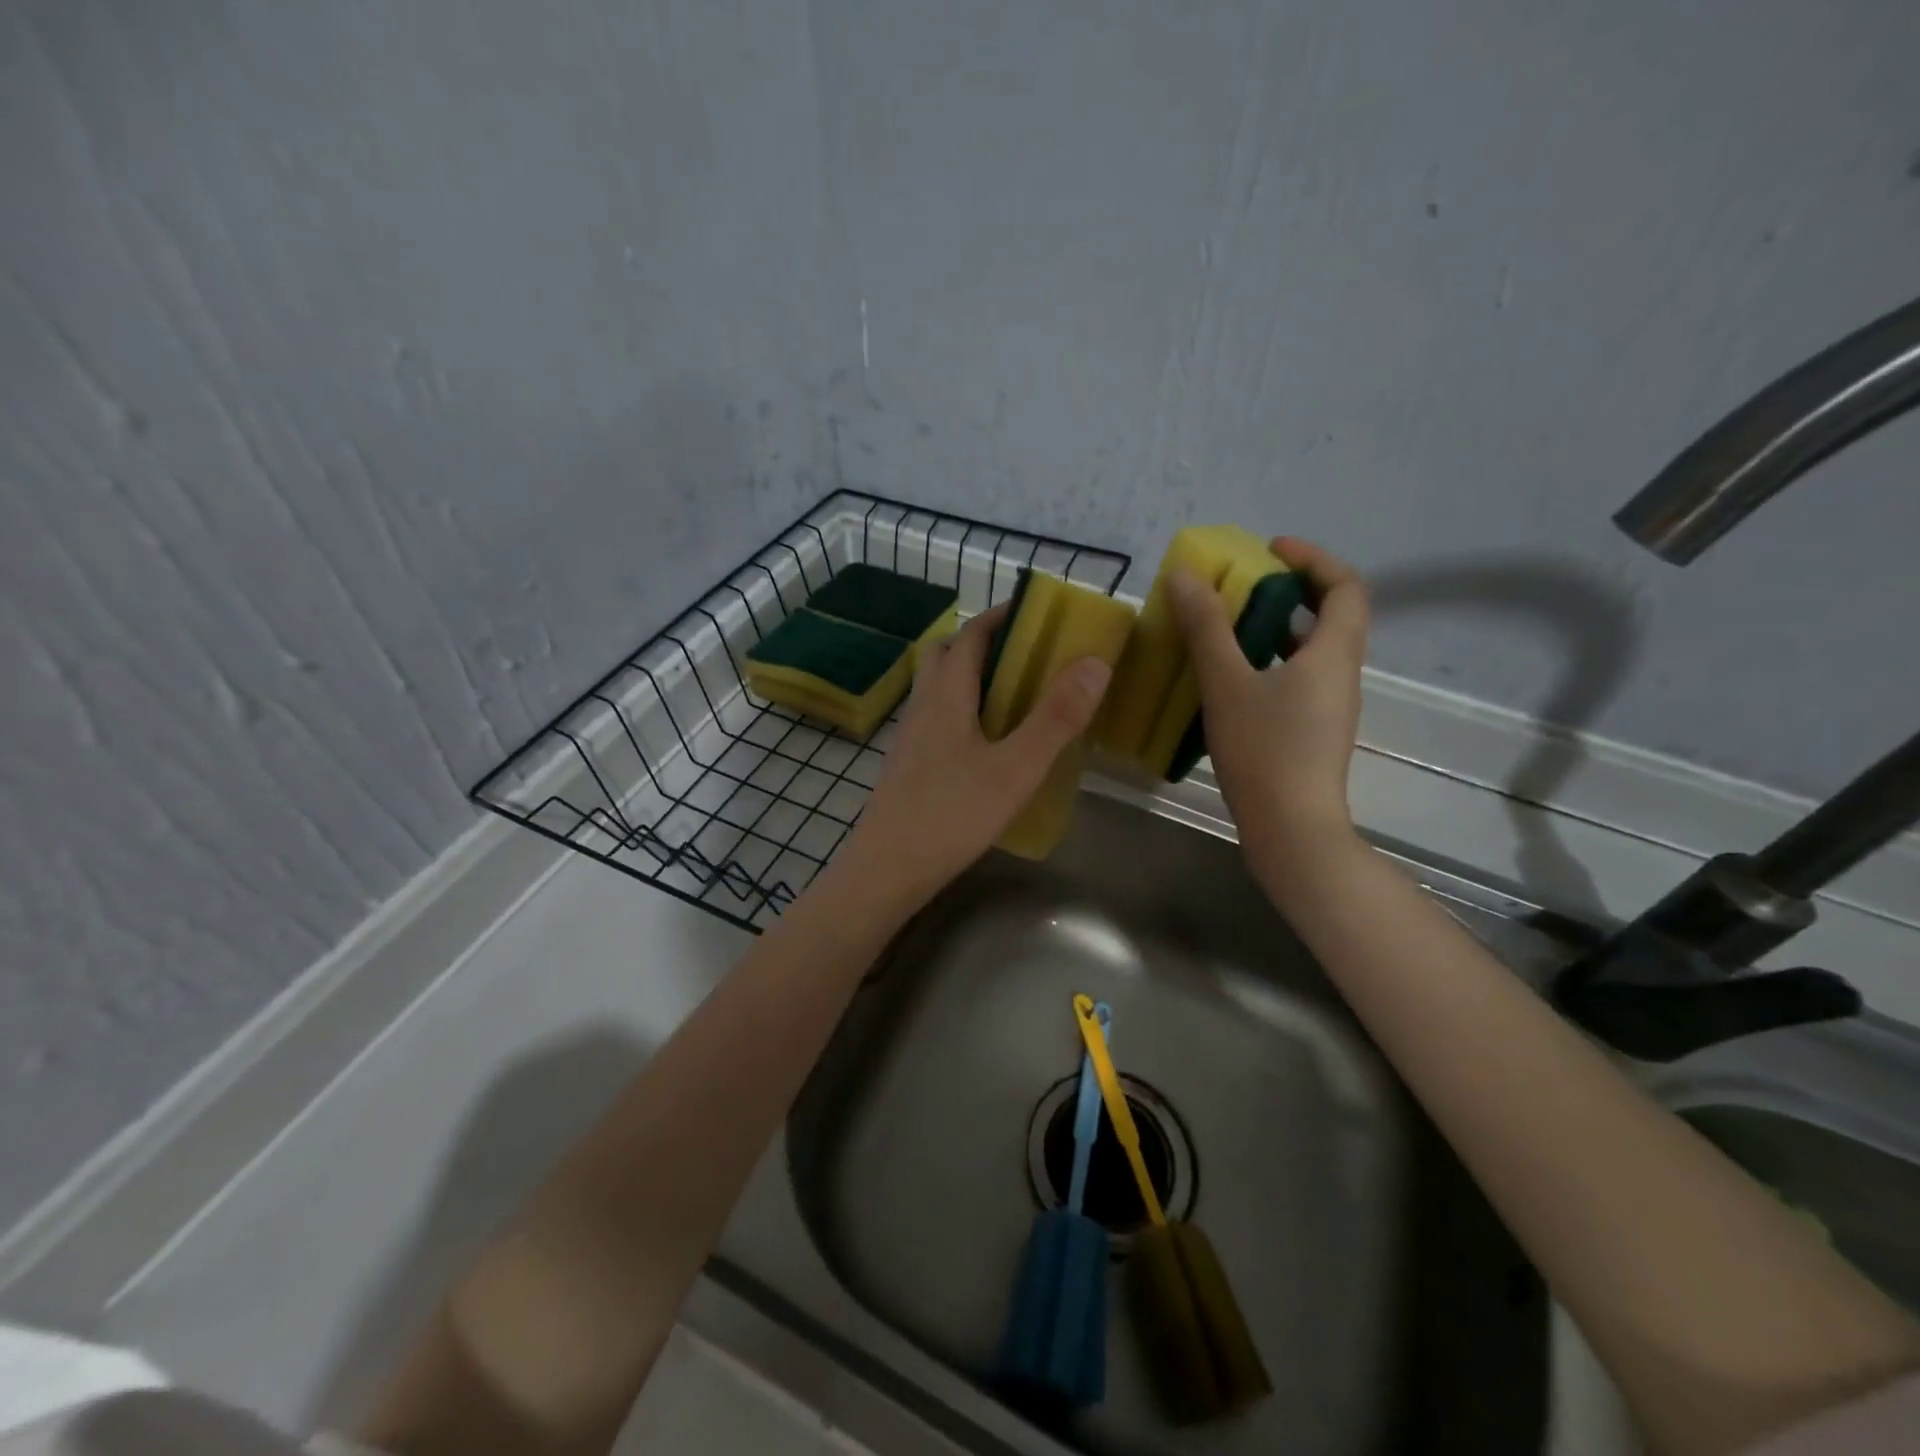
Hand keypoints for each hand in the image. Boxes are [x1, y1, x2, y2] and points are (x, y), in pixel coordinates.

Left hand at [834, 604, 1111, 910]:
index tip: (1036, 611)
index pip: (971, 635)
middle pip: (947, 655)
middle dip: (983, 642)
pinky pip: (937, 719)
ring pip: (938, 689)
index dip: (1001, 616)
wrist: (886, 871)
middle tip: (1027, 654)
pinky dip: (963, 711)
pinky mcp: (908, 766)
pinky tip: (987, 744)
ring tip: (1015, 696)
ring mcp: (911, 738)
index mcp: (947, 695)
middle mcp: (922, 707)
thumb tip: (1094, 662)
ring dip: (972, 678)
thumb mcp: (1015, 768)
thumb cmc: (952, 815)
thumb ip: (1055, 717)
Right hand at [1166, 537, 1369, 875]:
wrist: (1291, 829)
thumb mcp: (1227, 684)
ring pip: (1312, 650)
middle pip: (1332, 615)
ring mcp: (1330, 706)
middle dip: (1291, 591)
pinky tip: (1231, 678)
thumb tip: (1186, 576)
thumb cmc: (1264, 750)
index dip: (1313, 559)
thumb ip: (1206, 628)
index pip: (1345, 586)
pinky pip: (1299, 677)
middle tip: (1244, 585)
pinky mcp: (1313, 730)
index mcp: (1333, 653)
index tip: (1271, 550)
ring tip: (1229, 626)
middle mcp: (1341, 674)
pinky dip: (1271, 661)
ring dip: (1277, 628)